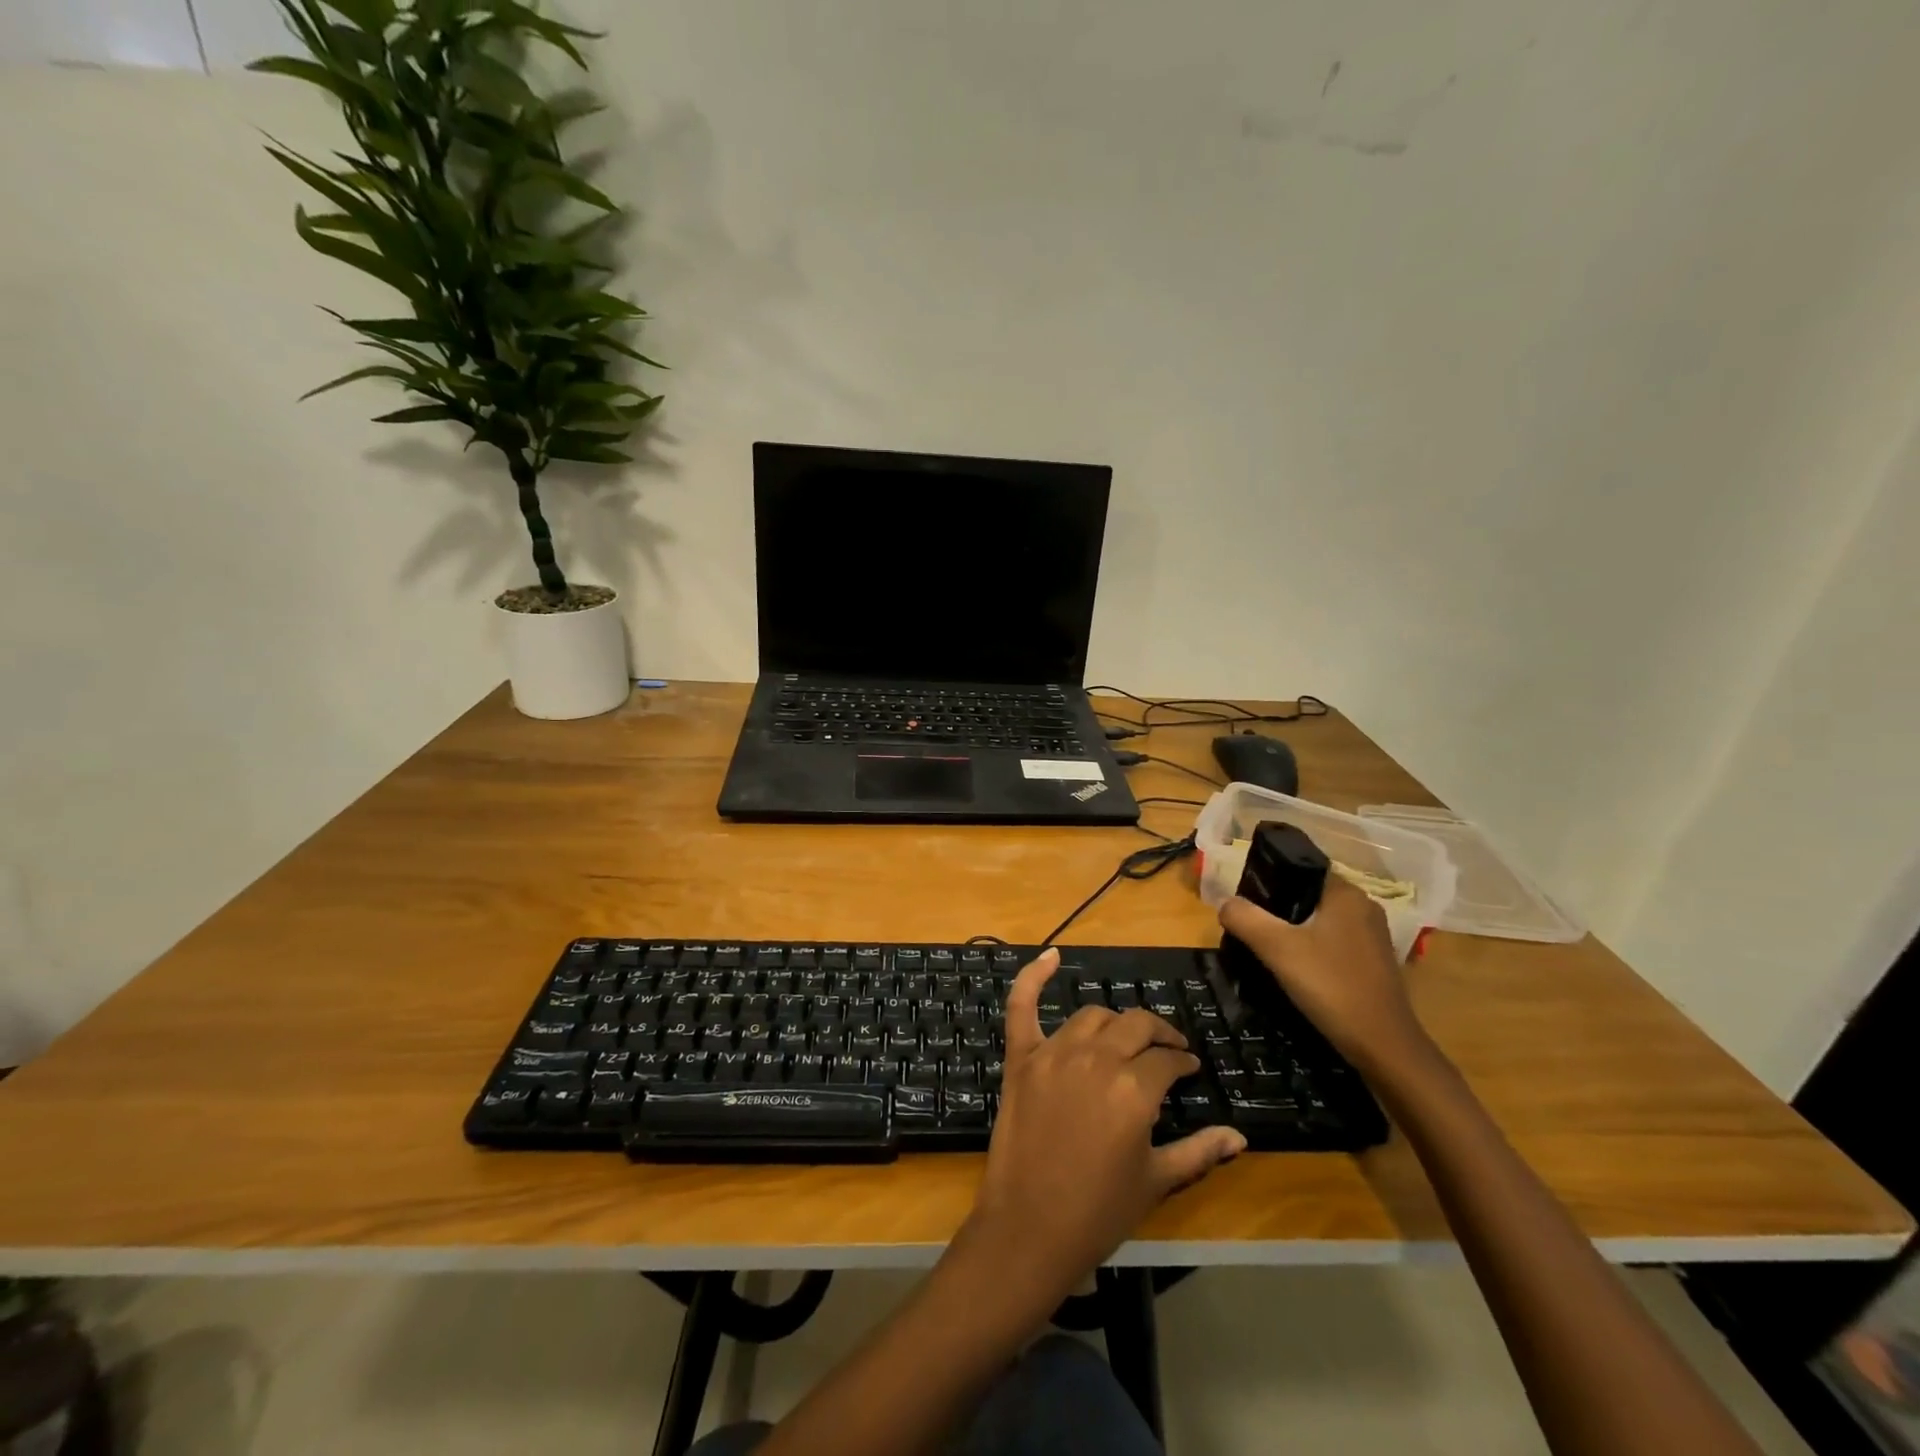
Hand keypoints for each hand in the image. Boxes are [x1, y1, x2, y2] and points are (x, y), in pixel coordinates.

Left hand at [964, 948, 1246, 1310]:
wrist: (1029, 1228)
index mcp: (1134, 1089)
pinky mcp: (1021, 1057)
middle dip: (1158, 1034)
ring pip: (1093, 1017)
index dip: (1182, 1061)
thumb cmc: (1099, 1211)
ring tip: (1126, 1037)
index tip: (1189, 1068)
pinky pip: (1022, 1006)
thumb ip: (1199, 1151)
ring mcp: (1054, 1053)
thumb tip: (1241, 1136)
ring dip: (1115, 1022)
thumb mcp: (1156, 1181)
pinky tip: (1050, 955)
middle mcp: (1096, 1059)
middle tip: (1168, 1049)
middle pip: (1135, 1026)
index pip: (1167, 1058)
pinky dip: (1032, 977)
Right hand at [1219, 876, 1430, 1075]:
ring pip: (1319, 922)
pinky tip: (1292, 970)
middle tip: (1248, 928)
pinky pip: (1331, 944)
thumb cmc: (1331, 986)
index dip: (1269, 881)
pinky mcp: (1373, 964)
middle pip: (1307, 897)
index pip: (1300, 870)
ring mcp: (1372, 937)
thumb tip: (1225, 903)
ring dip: (1292, 932)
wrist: (1383, 1047)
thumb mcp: (1277, 948)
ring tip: (1264, 949)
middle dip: (1277, 910)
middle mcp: (1363, 908)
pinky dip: (1310, 951)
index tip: (1244, 901)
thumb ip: (1244, 918)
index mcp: (1346, 893)